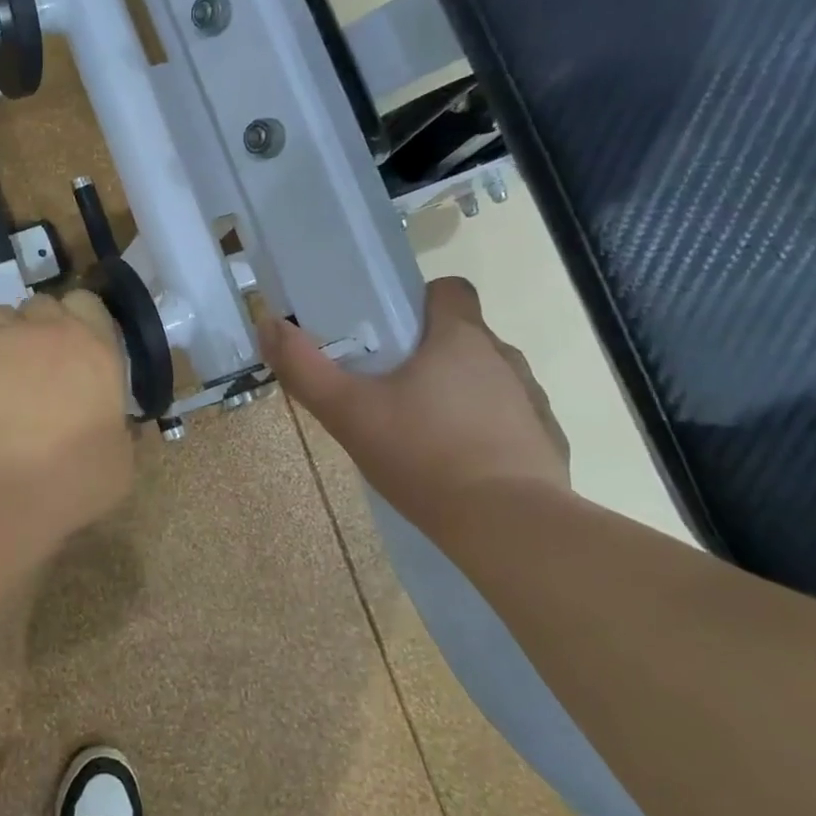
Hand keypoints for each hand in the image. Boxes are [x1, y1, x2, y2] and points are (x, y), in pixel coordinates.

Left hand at [0, 290, 134, 537]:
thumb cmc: (73, 478)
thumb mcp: (120, 458)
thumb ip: (116, 425)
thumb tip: (112, 423)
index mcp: (96, 347)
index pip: (87, 303)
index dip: (80, 320)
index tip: (77, 349)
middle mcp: (48, 329)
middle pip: (42, 305)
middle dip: (40, 326)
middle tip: (38, 365)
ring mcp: (0, 336)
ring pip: (0, 317)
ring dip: (4, 338)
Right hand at [259, 277, 568, 523]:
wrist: (505, 526)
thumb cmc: (422, 455)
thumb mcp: (347, 412)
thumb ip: (304, 367)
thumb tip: (268, 322)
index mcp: (460, 338)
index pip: (450, 289)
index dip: (420, 302)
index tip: (391, 332)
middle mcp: (504, 357)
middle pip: (464, 337)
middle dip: (429, 355)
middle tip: (390, 391)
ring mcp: (532, 400)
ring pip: (487, 379)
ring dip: (459, 393)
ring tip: (424, 433)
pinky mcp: (547, 441)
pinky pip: (512, 422)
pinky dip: (487, 433)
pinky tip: (462, 467)